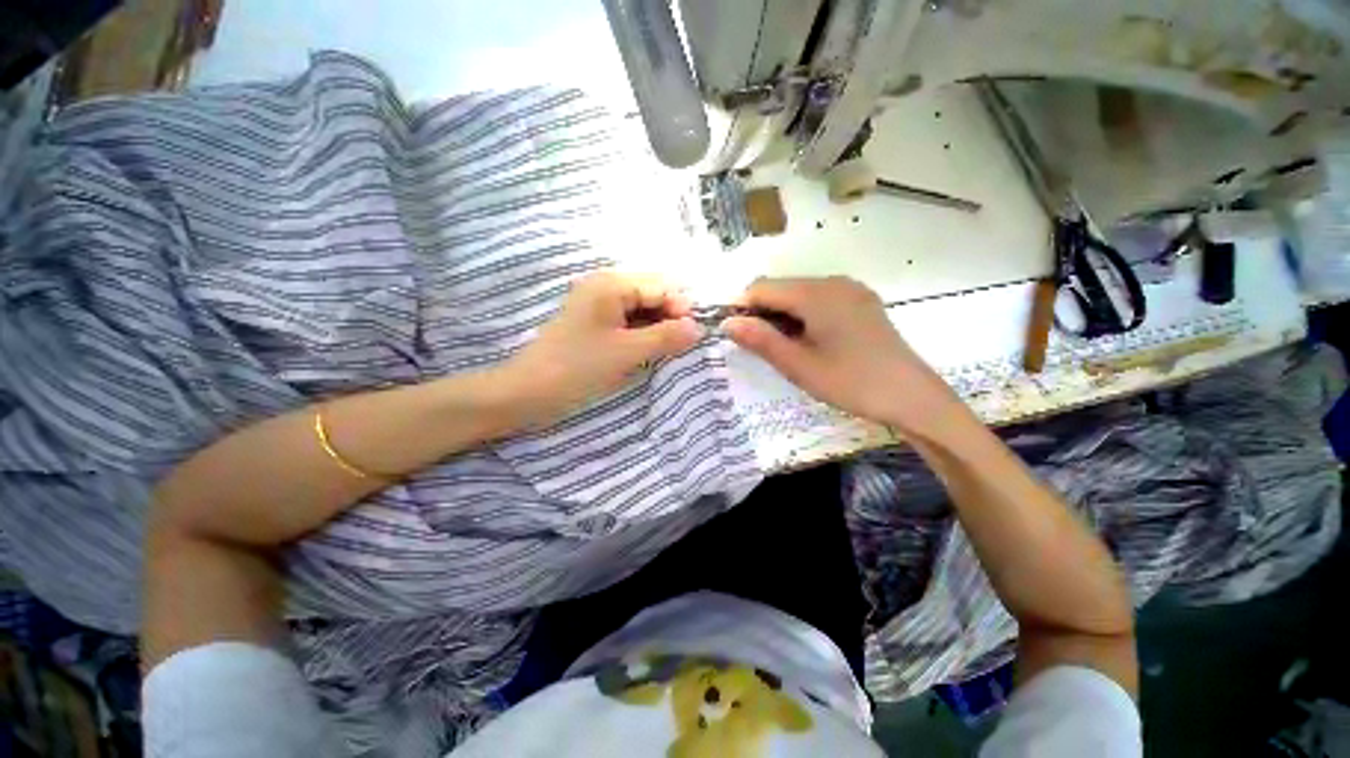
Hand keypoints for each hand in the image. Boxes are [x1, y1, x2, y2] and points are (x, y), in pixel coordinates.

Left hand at [498, 271, 703, 426]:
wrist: (528, 393)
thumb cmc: (578, 368)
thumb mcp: (627, 353)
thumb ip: (666, 337)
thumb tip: (698, 328)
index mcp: (611, 284)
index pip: (661, 286)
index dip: (681, 308)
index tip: (694, 336)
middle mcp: (604, 286)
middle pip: (652, 294)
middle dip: (670, 318)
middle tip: (680, 346)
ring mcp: (598, 305)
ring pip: (641, 310)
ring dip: (657, 328)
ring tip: (665, 351)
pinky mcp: (594, 323)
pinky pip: (628, 322)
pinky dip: (642, 335)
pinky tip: (646, 352)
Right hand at [722, 276, 961, 430]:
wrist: (912, 397)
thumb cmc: (851, 382)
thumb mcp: (798, 365)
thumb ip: (761, 340)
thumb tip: (727, 322)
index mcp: (816, 293)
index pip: (762, 287)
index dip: (742, 306)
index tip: (733, 333)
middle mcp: (833, 282)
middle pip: (781, 287)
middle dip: (762, 312)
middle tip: (759, 347)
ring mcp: (851, 290)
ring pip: (800, 293)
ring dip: (782, 315)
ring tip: (783, 348)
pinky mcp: (861, 302)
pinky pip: (820, 299)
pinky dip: (803, 315)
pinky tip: (808, 341)